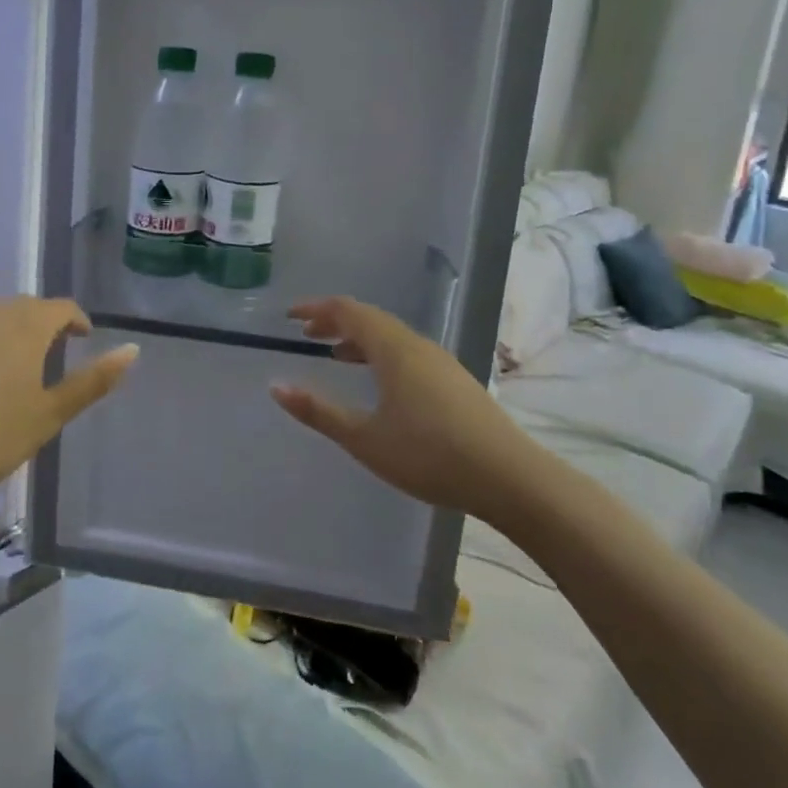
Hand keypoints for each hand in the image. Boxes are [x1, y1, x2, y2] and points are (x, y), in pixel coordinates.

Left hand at [0, 297, 137, 488]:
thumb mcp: (50, 414)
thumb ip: (92, 381)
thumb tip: (132, 349)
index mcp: (27, 327)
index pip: (61, 307)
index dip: (76, 320)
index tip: (82, 338)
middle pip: (23, 307)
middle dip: (41, 322)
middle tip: (48, 350)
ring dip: (5, 331)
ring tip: (9, 363)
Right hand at [268, 297, 549, 525]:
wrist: (510, 478)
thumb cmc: (429, 455)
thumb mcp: (365, 438)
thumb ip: (319, 412)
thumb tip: (276, 387)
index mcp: (393, 349)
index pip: (347, 311)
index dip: (315, 309)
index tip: (289, 316)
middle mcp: (417, 345)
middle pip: (370, 318)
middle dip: (335, 322)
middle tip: (307, 334)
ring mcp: (440, 361)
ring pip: (391, 336)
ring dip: (359, 338)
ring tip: (336, 355)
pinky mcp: (455, 380)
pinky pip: (407, 352)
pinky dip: (381, 354)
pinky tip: (380, 382)